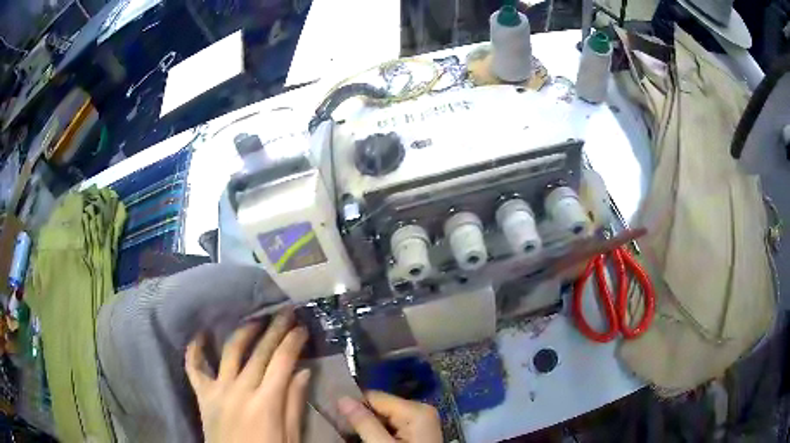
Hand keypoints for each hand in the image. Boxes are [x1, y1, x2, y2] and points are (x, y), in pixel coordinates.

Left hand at [185, 308, 309, 442]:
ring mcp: (218, 391)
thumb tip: (303, 372)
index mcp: (266, 403)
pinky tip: (199, 335)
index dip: (292, 342)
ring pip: (230, 352)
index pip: (281, 362)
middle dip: (275, 330)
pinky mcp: (203, 396)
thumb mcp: (290, 437)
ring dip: (243, 332)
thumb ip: (294, 404)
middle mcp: (240, 390)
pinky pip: (194, 369)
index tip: (301, 328)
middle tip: (285, 313)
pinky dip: (194, 350)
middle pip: (259, 353)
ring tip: (255, 320)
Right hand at [338, 391, 441, 441]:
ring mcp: (421, 422)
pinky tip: (371, 440)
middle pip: (380, 407)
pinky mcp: (417, 432)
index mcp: (416, 410)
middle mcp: (421, 410)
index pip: (375, 397)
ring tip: (353, 436)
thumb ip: (364, 423)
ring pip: (385, 418)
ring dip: (369, 426)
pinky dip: (379, 432)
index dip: (355, 406)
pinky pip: (393, 426)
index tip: (336, 417)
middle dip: (362, 418)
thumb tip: (343, 398)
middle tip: (344, 430)